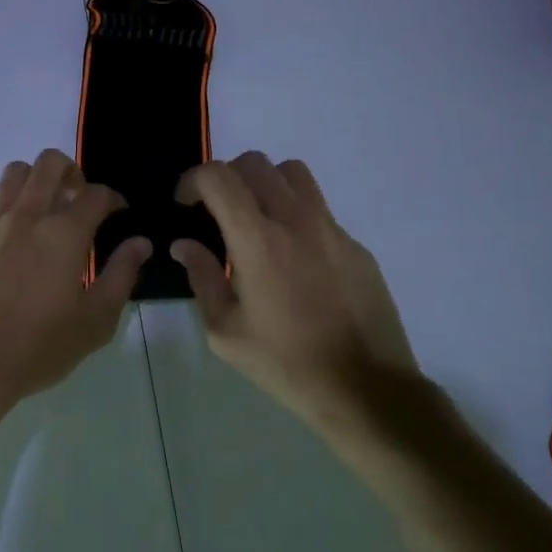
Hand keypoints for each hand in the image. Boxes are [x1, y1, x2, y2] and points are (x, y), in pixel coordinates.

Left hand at [0, 150, 151, 409]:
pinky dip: (5, 211)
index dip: (113, 198)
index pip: (96, 193)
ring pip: (14, 174)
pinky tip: (10, 239)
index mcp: (64, 232)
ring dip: (35, 182)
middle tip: (78, 199)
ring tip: (43, 210)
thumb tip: (140, 243)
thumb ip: (121, 275)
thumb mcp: (95, 321)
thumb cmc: (38, 346)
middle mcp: (26, 215)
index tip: (118, 213)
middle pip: (50, 163)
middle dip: (72, 172)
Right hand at [172, 153, 421, 433]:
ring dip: (265, 184)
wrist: (365, 389)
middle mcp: (297, 221)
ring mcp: (332, 229)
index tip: (185, 204)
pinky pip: (320, 209)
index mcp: (258, 240)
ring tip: (256, 220)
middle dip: (226, 177)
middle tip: (216, 211)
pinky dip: (296, 215)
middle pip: (256, 163)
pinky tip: (294, 260)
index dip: (193, 180)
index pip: (219, 177)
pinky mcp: (355, 246)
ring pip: (294, 174)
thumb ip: (202, 277)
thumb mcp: (226, 331)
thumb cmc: (285, 364)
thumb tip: (185, 244)